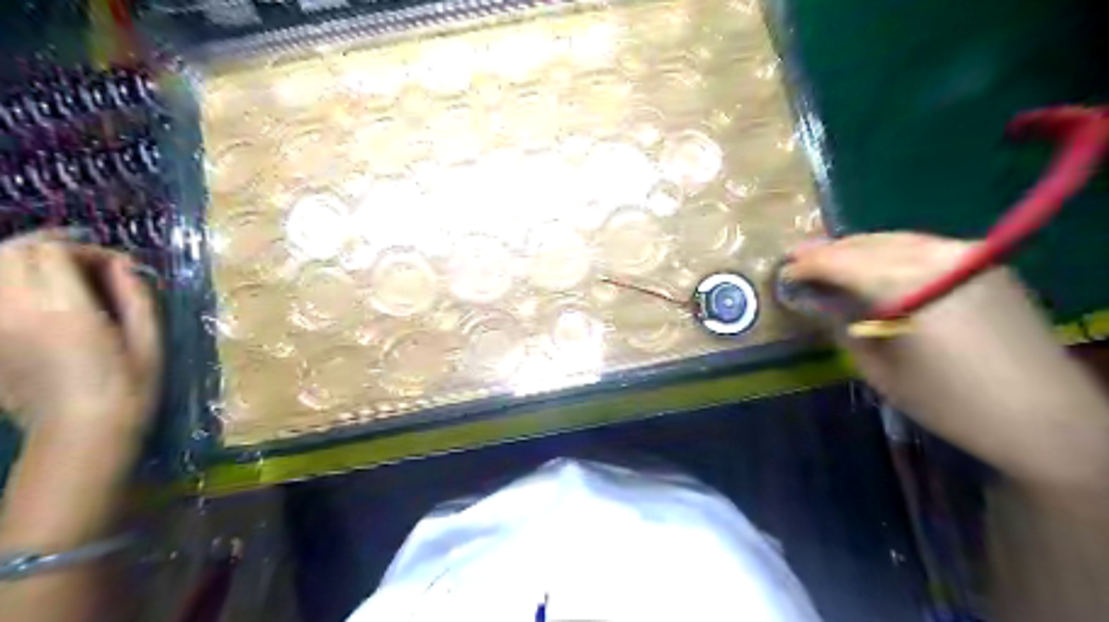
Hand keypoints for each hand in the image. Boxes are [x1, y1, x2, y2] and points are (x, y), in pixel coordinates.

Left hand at [0, 231, 159, 434]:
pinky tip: (39, 298)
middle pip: (9, 252)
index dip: (85, 247)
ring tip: (59, 273)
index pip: (51, 251)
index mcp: (64, 311)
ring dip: (23, 262)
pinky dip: (12, 287)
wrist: (80, 435)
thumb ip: (136, 296)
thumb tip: (124, 265)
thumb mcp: (150, 341)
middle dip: (47, 245)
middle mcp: (16, 312)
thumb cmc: (129, 389)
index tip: (116, 265)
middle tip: (83, 259)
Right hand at [789, 232, 1108, 488]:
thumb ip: (844, 327)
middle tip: (797, 259)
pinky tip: (875, 265)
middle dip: (828, 252)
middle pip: (866, 244)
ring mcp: (966, 256)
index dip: (807, 267)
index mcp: (906, 285)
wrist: (1045, 417)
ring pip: (895, 240)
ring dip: (857, 249)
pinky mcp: (985, 265)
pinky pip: (923, 248)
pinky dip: (890, 252)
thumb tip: (820, 302)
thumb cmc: (948, 401)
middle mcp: (936, 257)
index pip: (840, 262)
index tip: (783, 273)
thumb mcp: (879, 369)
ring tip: (828, 259)